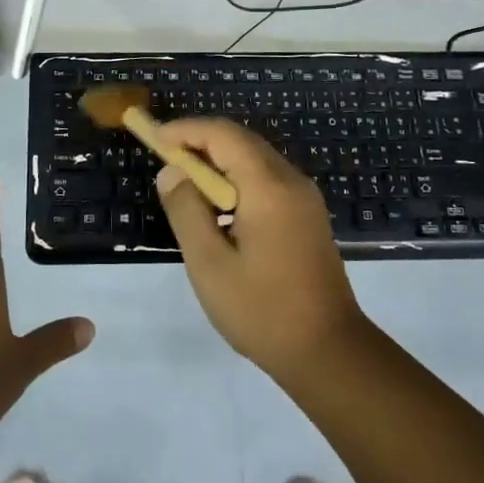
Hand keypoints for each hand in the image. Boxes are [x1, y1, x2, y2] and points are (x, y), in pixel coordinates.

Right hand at [155, 118, 366, 377]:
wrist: (329, 353)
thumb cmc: (263, 310)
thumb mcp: (210, 264)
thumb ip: (187, 211)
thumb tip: (172, 172)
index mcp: (269, 187)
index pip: (223, 135)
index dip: (186, 130)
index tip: (154, 137)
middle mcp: (291, 181)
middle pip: (241, 141)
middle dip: (200, 141)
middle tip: (163, 156)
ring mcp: (304, 198)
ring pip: (255, 159)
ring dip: (218, 160)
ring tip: (184, 180)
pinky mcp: (307, 216)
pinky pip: (267, 179)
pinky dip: (237, 178)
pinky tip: (217, 204)